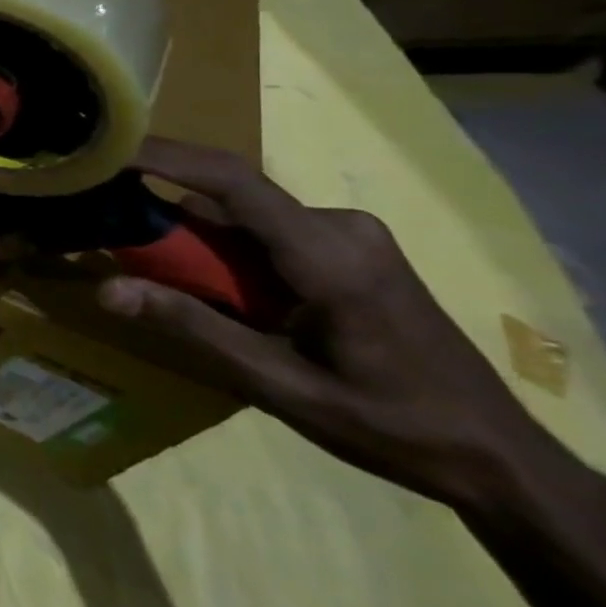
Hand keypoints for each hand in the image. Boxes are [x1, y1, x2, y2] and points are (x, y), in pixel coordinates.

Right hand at [99, 138, 541, 508]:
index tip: (105, 149)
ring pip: (246, 217)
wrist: (500, 457)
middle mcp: (341, 226)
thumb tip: (107, 290)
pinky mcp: (351, 247)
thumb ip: (193, 327)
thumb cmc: (390, 425)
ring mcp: (351, 234)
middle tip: (117, 242)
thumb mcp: (281, 385)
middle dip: (169, 216)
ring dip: (200, 241)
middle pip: (230, 199)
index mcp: (330, 255)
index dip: (163, 156)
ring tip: (165, 282)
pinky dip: (229, 253)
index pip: (232, 181)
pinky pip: (268, 232)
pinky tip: (224, 294)